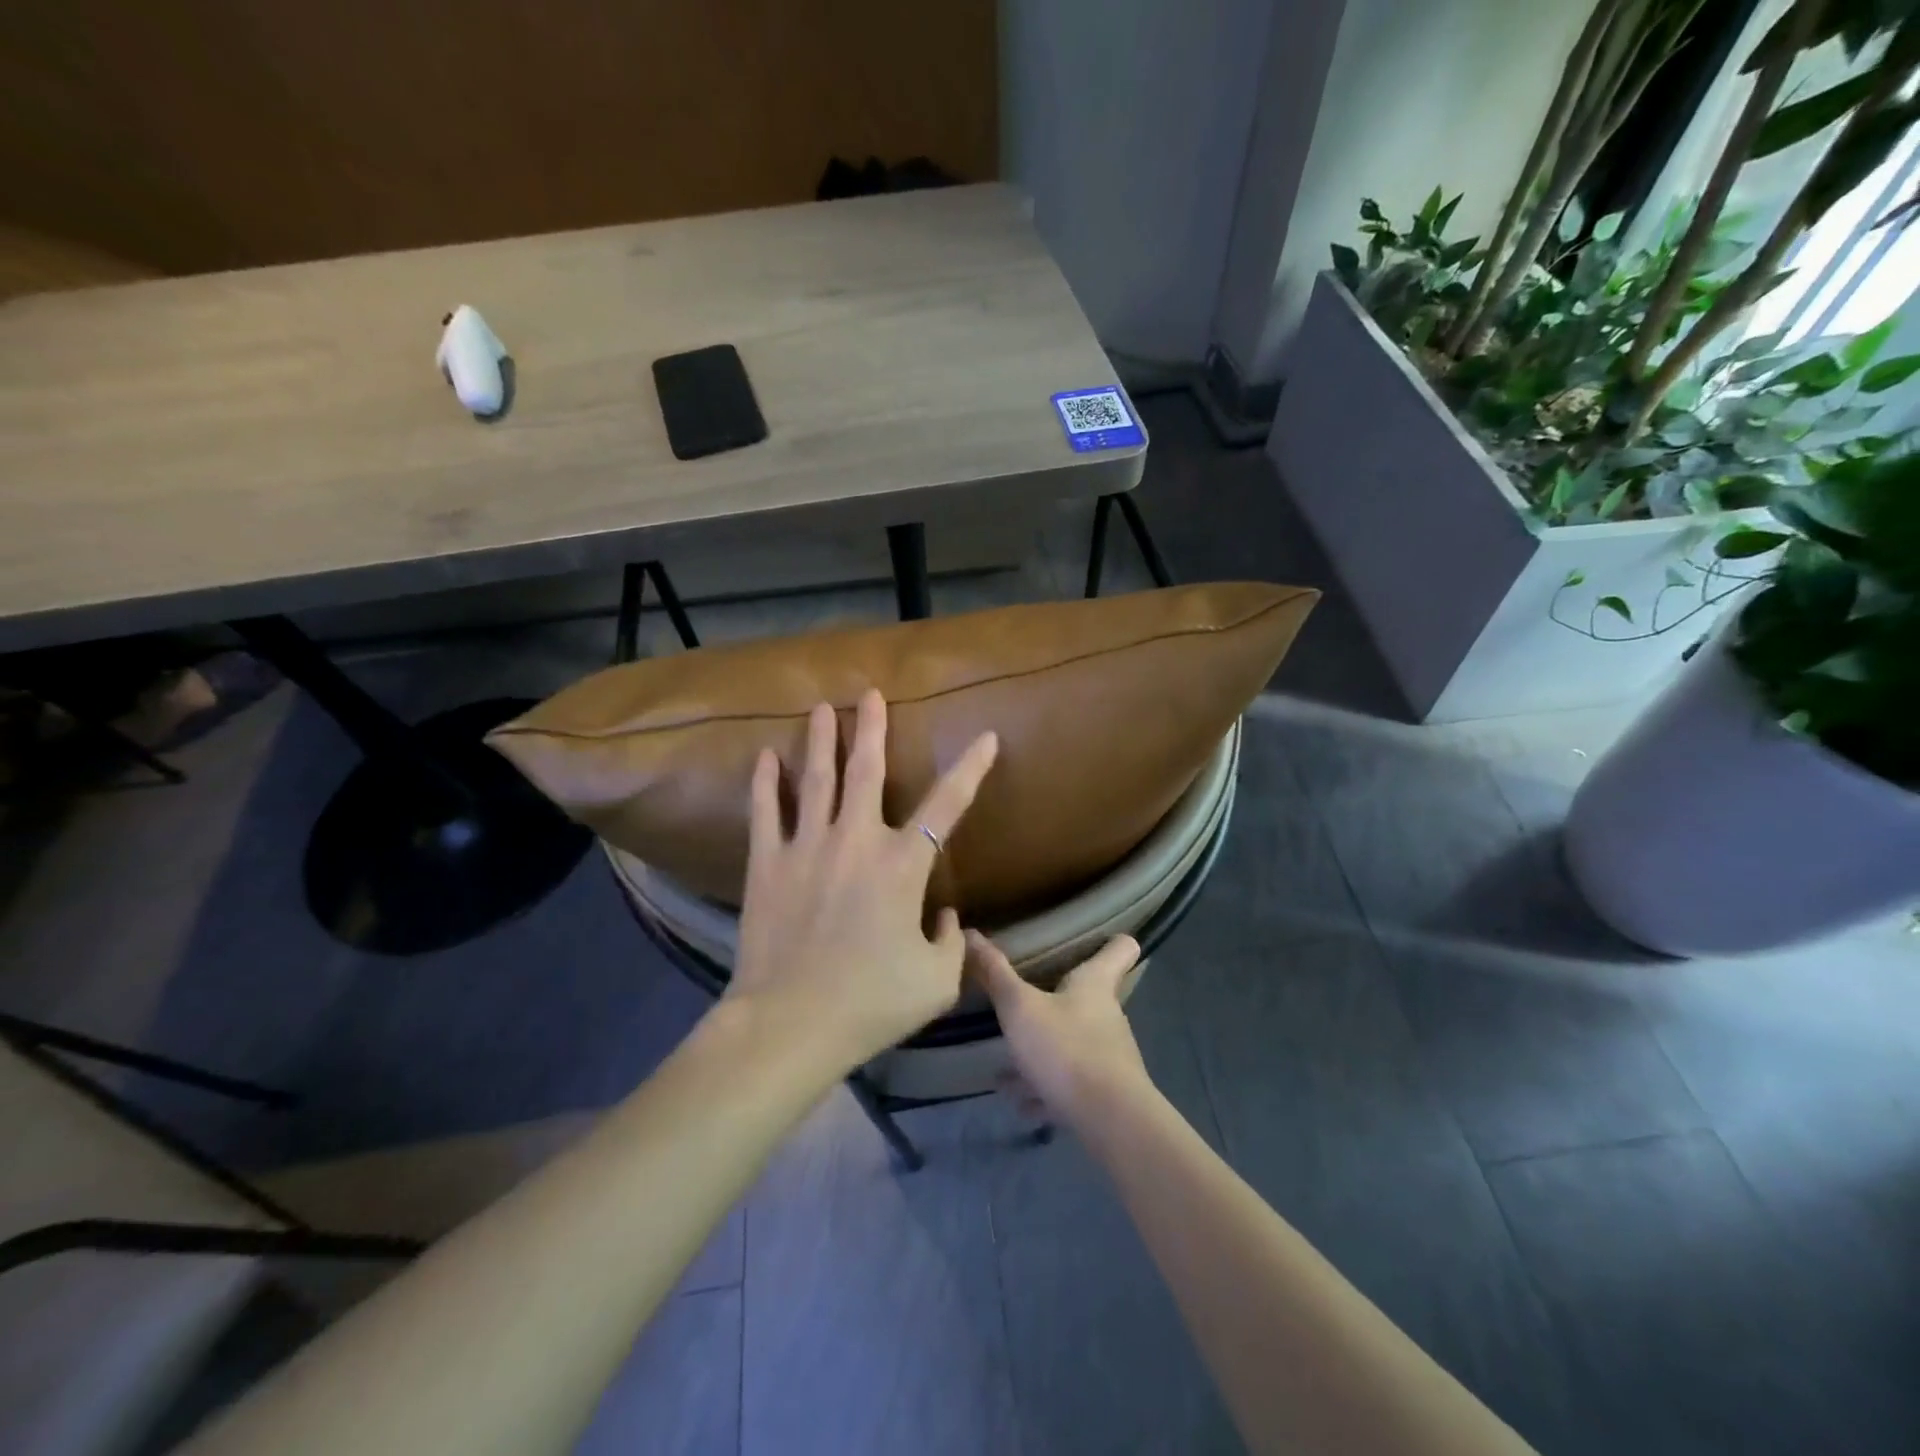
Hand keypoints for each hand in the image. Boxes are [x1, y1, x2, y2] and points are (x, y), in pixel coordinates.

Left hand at [728, 689, 998, 1074]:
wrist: (791, 1023)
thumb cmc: (872, 1002)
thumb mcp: (936, 981)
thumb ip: (949, 941)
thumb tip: (943, 916)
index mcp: (902, 865)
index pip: (947, 806)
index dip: (971, 769)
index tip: (986, 738)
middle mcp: (856, 840)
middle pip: (867, 771)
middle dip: (872, 729)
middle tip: (870, 693)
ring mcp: (807, 846)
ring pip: (816, 779)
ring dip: (821, 740)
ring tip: (821, 707)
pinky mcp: (767, 863)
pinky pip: (766, 811)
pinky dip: (766, 782)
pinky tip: (766, 756)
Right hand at [968, 931, 1149, 1127]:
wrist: (1110, 1123)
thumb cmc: (1066, 1049)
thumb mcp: (1019, 1008)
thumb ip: (995, 974)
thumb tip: (970, 932)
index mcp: (1095, 984)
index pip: (1120, 949)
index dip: (1112, 941)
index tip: (1101, 937)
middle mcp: (1107, 1015)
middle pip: (1090, 998)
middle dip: (1059, 1000)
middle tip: (1027, 1002)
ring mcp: (1110, 1056)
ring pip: (1074, 1044)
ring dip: (1044, 1052)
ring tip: (1006, 1067)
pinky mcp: (1106, 1093)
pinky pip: (1071, 1083)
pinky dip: (1046, 1089)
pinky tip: (1021, 1102)